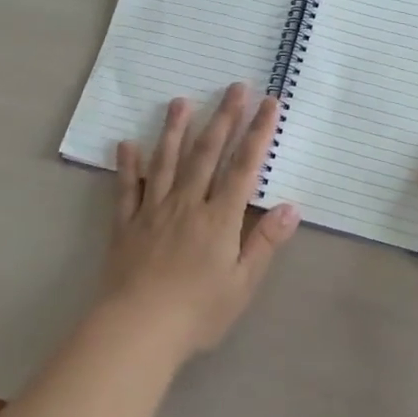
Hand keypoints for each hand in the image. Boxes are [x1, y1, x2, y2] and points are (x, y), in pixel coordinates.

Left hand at [103, 84, 300, 359]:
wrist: (138, 329)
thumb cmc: (197, 311)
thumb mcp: (243, 284)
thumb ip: (265, 242)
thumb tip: (291, 206)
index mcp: (219, 218)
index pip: (243, 167)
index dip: (257, 133)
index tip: (267, 103)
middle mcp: (187, 204)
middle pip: (206, 153)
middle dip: (222, 117)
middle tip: (233, 86)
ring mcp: (153, 210)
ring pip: (166, 161)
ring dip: (175, 129)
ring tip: (181, 101)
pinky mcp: (126, 224)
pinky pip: (127, 188)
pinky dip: (128, 165)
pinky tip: (127, 144)